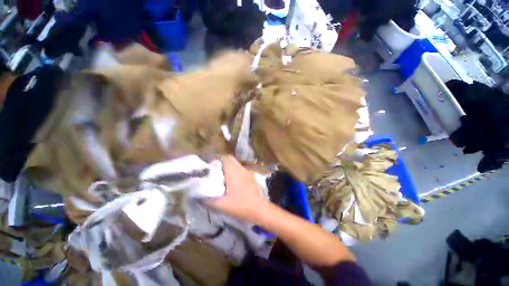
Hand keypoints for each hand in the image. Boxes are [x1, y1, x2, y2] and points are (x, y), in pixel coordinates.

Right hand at [204, 156, 267, 221]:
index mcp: (233, 172)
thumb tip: (197, 192)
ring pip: (236, 164)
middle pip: (230, 159)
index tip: (209, 166)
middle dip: (221, 163)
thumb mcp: (220, 204)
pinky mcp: (251, 177)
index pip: (224, 158)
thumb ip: (207, 198)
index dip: (216, 160)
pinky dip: (235, 171)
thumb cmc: (240, 205)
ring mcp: (248, 172)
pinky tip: (232, 182)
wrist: (259, 209)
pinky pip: (241, 170)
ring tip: (222, 176)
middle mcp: (241, 169)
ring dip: (229, 167)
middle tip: (214, 172)